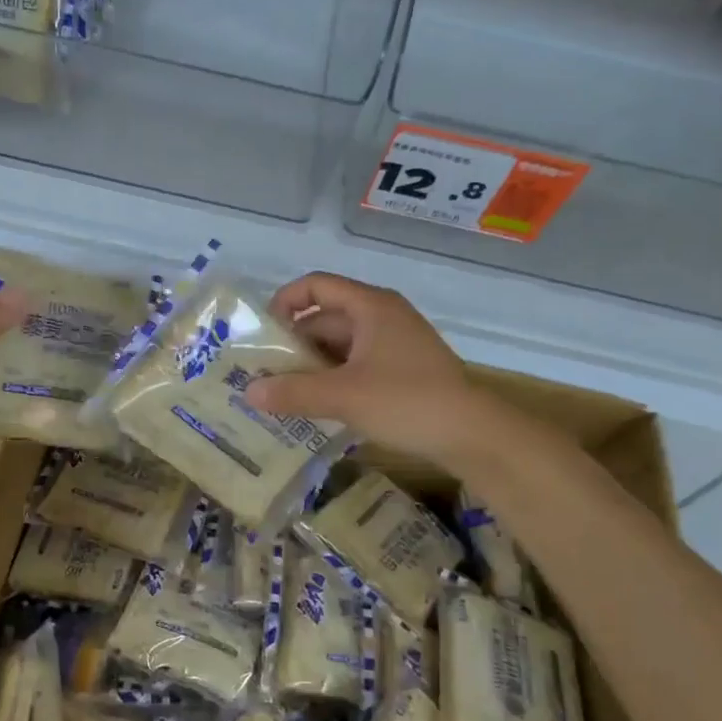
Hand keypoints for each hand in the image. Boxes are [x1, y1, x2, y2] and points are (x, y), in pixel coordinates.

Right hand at [245, 271, 531, 477]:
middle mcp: (382, 316)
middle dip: (293, 344)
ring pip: (340, 345)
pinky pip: (356, 364)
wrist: (473, 435)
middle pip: (325, 318)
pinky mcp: (402, 370)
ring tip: (283, 393)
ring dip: (311, 365)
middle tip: (264, 373)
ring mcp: (394, 343)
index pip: (316, 285)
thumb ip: (293, 392)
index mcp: (370, 307)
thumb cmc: (406, 401)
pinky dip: (333, 379)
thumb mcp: (343, 396)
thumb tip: (249, 392)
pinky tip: (316, 405)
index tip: (262, 333)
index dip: (285, 302)